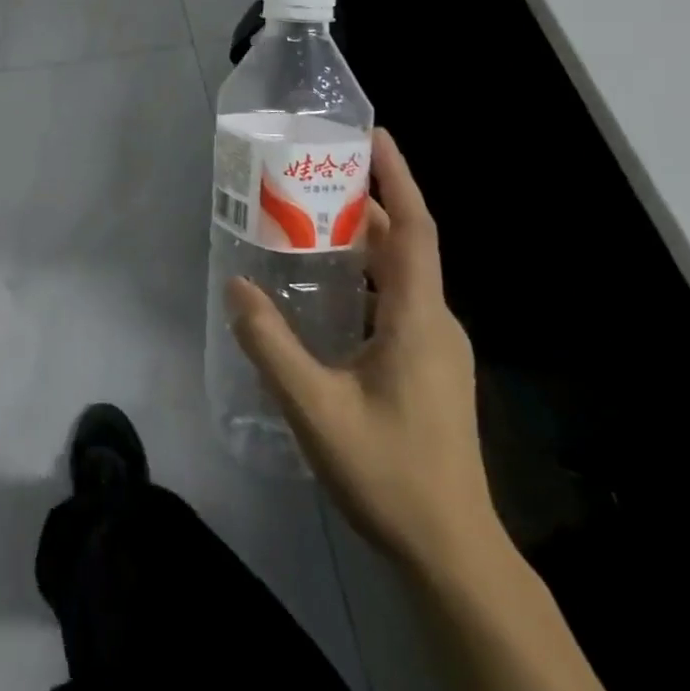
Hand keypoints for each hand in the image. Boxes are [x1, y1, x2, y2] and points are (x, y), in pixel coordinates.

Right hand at [226, 129, 496, 572]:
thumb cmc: (389, 471)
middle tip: (313, 176)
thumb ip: (270, 344)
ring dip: (361, 242)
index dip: (398, 178)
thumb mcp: (315, 407)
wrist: (453, 554)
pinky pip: (396, 302)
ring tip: (309, 223)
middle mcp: (435, 322)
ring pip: (398, 276)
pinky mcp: (429, 369)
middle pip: (403, 245)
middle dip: (365, 203)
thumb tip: (236, 284)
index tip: (375, 136)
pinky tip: (325, 291)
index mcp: (418, 318)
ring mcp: (436, 348)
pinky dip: (363, 277)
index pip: (415, 229)